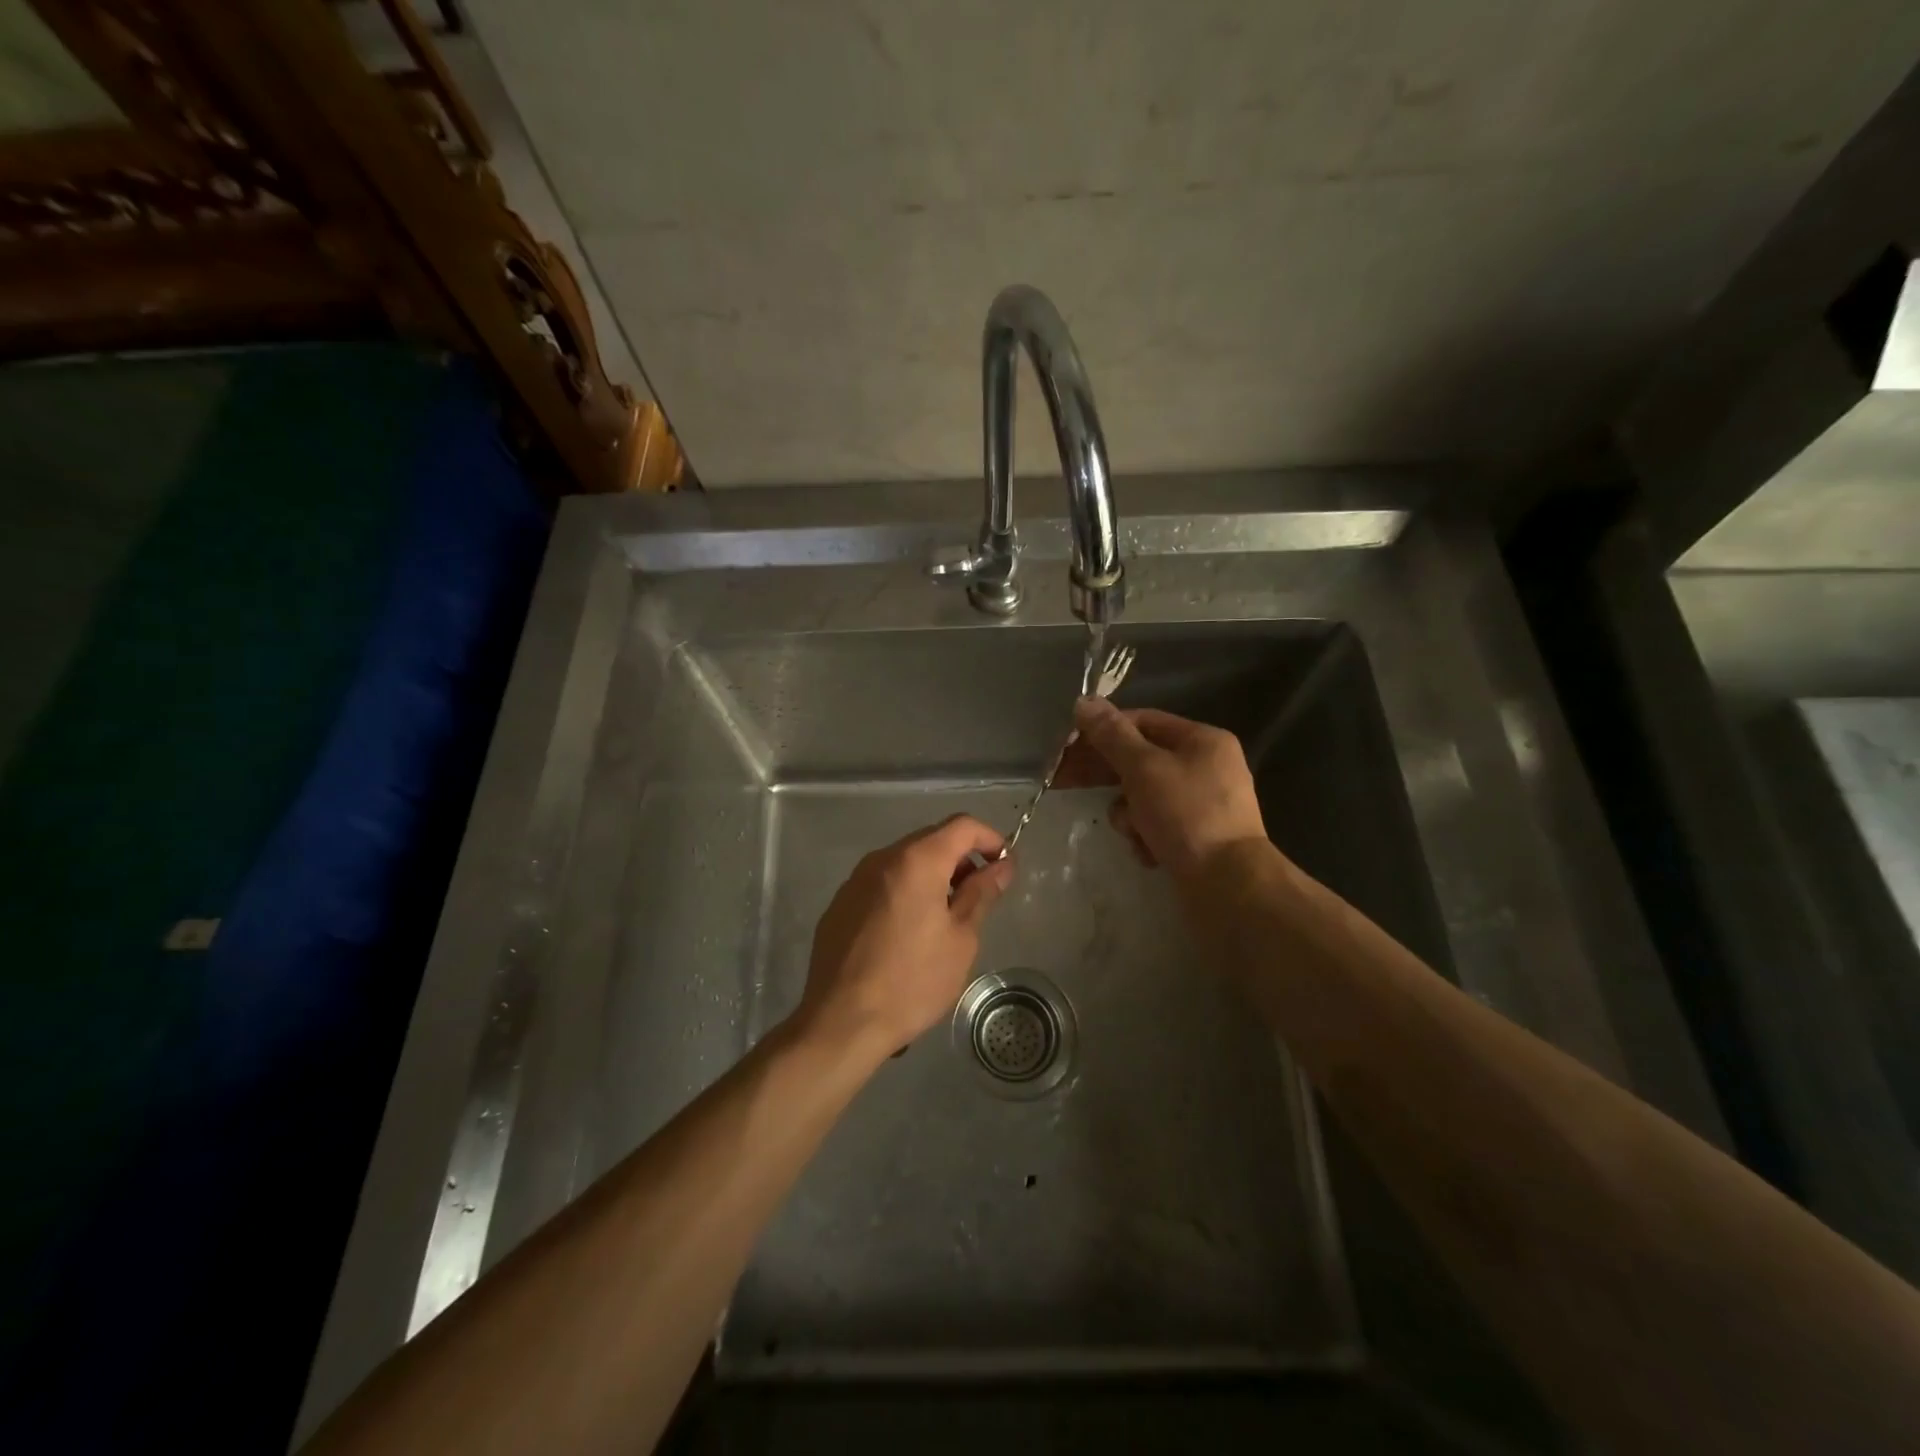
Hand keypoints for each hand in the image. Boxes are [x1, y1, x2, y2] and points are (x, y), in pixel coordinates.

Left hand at [795, 815, 1013, 1062]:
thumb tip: (1001, 866)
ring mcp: (855, 880)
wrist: (841, 1021)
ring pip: (904, 862)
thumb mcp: (960, 939)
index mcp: (916, 860)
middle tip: (979, 897)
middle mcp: (882, 858)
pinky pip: (882, 884)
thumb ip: (981, 893)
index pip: (962, 826)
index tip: (1004, 868)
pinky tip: (908, 934)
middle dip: (961, 860)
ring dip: (932, 877)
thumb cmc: (912, 981)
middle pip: (931, 840)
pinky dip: (905, 893)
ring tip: (945, 919)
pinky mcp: (840, 904)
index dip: (990, 839)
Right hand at [1066, 698, 1267, 877]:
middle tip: (1064, 781)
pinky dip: (1147, 836)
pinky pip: (1158, 825)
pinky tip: (1149, 852)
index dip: (1104, 730)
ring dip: (1129, 814)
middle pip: (1141, 760)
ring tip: (1133, 831)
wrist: (1228, 885)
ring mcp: (1203, 804)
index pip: (1143, 721)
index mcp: (1202, 740)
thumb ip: (1111, 735)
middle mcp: (1207, 767)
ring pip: (1145, 796)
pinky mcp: (1197, 837)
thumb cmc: (1185, 815)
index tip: (1069, 746)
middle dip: (1107, 775)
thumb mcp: (1143, 768)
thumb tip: (1084, 702)